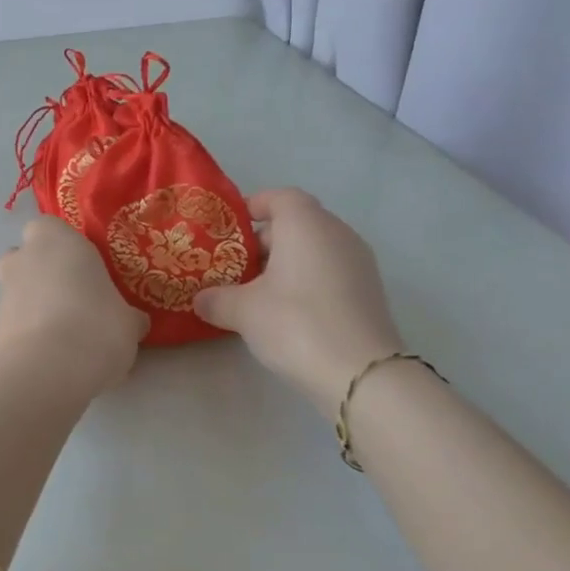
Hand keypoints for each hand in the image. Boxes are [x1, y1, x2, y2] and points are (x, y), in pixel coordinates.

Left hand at [0, 216, 146, 396]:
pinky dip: (28, 334)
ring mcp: (3, 294)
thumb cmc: (96, 326)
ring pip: (17, 291)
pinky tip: (51, 358)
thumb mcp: (129, 321)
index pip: (50, 227)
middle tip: (73, 298)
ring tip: (65, 336)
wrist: (48, 371)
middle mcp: (23, 259)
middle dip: (42, 273)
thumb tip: (134, 322)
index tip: (85, 268)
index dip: (65, 246)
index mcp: (56, 240)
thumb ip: (127, 315)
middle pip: (25, 257)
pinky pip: (14, 324)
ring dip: (35, 306)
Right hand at [192, 189, 403, 414]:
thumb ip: (216, 299)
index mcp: (306, 224)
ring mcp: (358, 262)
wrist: (360, 373)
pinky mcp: (368, 291)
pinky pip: (329, 272)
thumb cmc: (295, 323)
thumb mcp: (242, 311)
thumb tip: (201, 299)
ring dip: (285, 264)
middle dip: (263, 242)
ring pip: (314, 250)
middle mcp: (337, 233)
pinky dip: (306, 281)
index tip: (229, 229)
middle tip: (234, 268)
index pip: (279, 197)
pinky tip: (286, 312)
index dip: (253, 207)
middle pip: (297, 223)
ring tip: (256, 293)